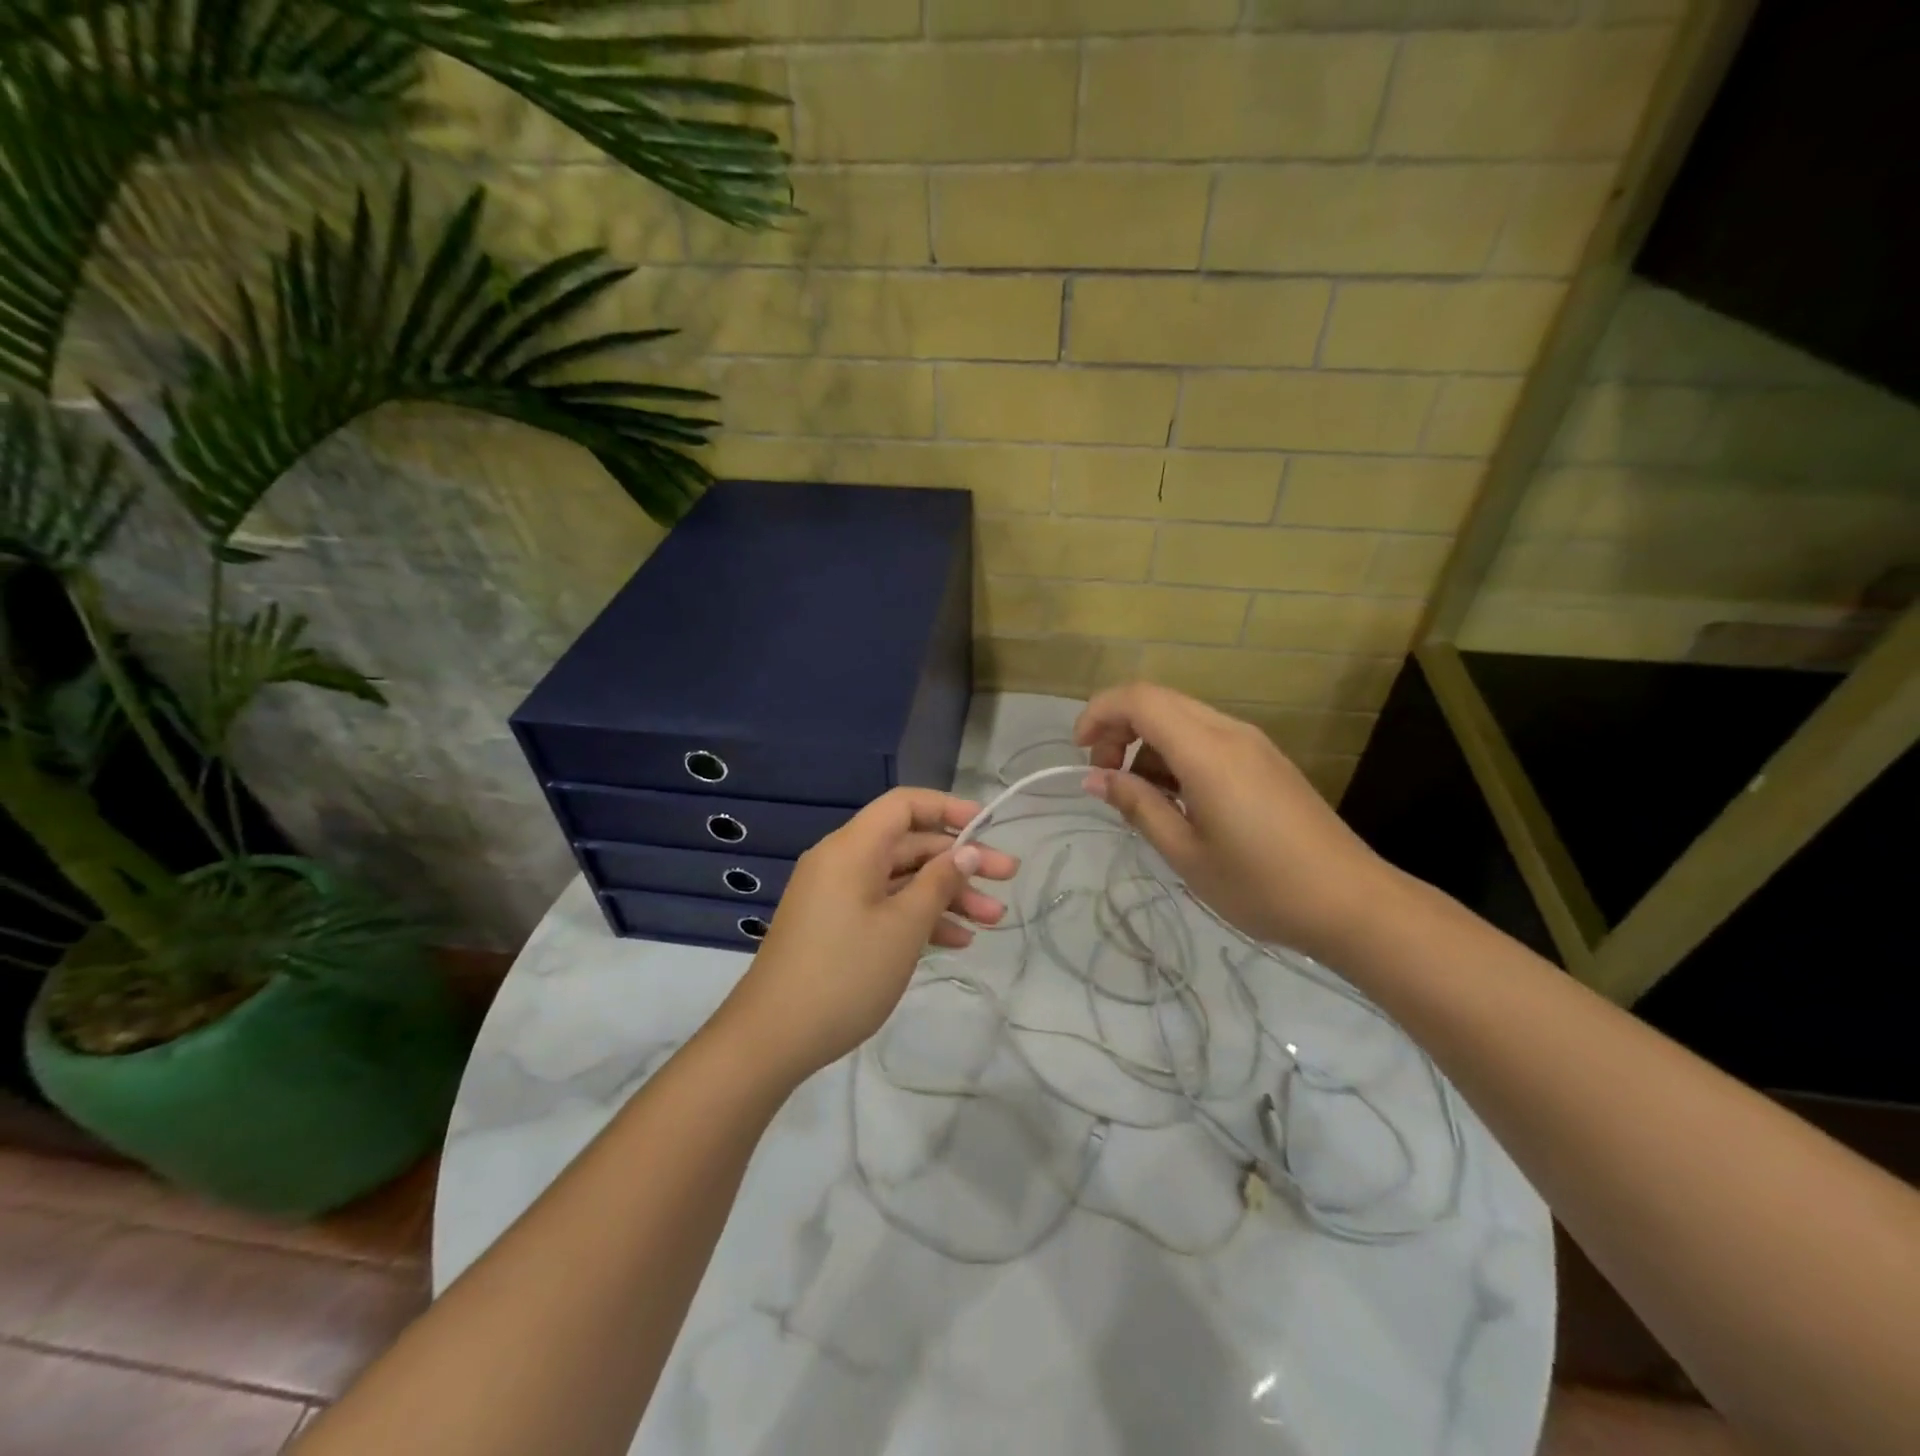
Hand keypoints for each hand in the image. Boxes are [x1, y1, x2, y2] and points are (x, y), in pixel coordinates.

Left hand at [723, 788, 1019, 1080]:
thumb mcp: (904, 927)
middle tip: (1008, 879)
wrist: (772, 1037)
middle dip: (959, 862)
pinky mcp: (835, 926)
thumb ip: (939, 882)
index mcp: (852, 848)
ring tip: (993, 921)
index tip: (987, 827)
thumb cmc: (845, 973)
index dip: (948, 809)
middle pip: (909, 845)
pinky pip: (884, 906)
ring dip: (946, 896)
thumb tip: (967, 851)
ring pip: (901, 881)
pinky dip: (918, 917)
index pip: (904, 805)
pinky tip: (956, 941)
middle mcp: (842, 862)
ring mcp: (837, 896)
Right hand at [1074, 682, 1399, 960]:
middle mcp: (1229, 732)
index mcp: (1206, 751)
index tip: (1080, 753)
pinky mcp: (1265, 759)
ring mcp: (1252, 743)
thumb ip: (1137, 806)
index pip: (1139, 699)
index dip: (1099, 713)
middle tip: (1105, 777)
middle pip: (1158, 701)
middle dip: (1118, 728)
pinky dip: (1175, 754)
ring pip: (1182, 717)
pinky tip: (1176, 800)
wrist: (1352, 902)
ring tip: (1139, 798)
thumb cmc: (1261, 885)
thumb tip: (1096, 778)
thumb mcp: (1186, 853)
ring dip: (1147, 743)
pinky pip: (1207, 737)